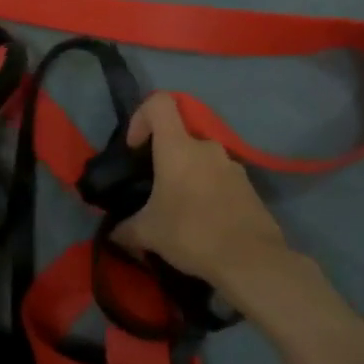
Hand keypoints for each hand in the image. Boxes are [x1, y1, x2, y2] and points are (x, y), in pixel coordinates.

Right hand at [115, 93, 290, 293]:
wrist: (251, 260)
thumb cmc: (192, 233)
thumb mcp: (148, 233)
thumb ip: (125, 228)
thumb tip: (112, 233)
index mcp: (178, 146)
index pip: (159, 102)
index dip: (142, 116)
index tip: (136, 147)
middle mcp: (206, 146)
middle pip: (180, 135)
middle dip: (165, 157)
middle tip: (156, 187)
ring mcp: (232, 164)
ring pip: (202, 159)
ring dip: (188, 176)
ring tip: (181, 210)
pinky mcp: (249, 186)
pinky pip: (220, 178)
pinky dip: (209, 191)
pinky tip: (205, 222)